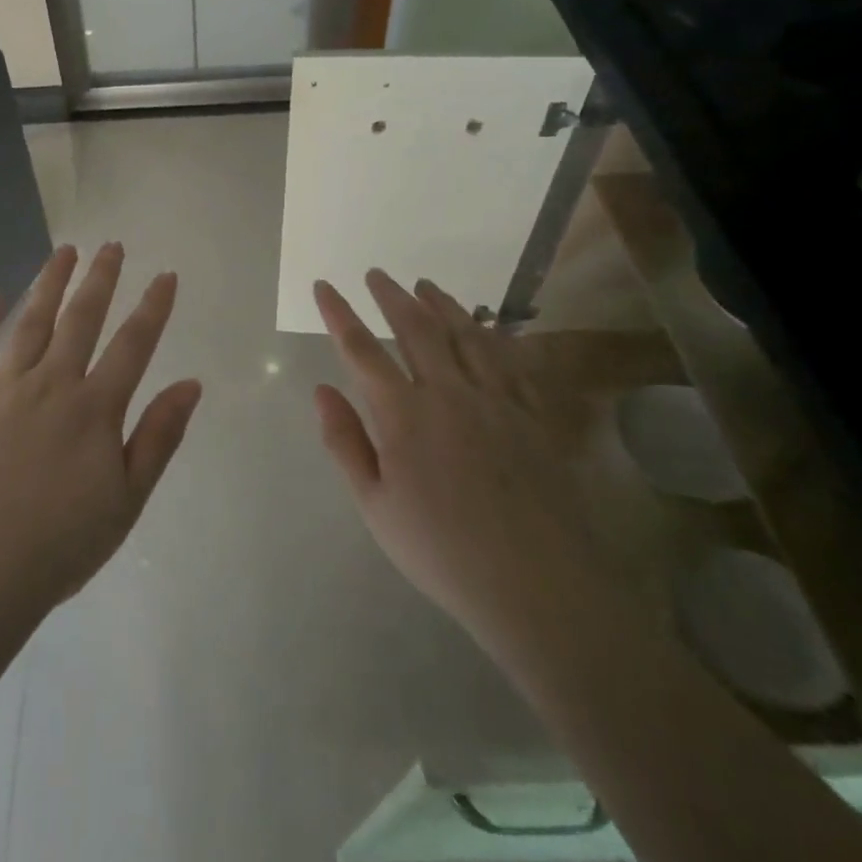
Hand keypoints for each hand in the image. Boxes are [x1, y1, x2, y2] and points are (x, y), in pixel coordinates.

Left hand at [0, 243, 202, 624]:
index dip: (153, 307)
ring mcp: (2, 390)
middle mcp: (50, 385)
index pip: (133, 345)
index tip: (166, 275)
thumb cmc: (60, 545)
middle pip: (80, 319)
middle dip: (100, 279)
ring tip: (64, 251)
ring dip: (49, 283)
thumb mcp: (127, 501)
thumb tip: (190, 384)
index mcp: (93, 409)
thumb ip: (158, 437)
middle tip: (112, 245)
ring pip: (29, 323)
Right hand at [313, 272, 605, 646]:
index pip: (361, 349)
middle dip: (391, 295)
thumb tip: (322, 389)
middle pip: (416, 328)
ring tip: (425, 285)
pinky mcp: (534, 416)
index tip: (324, 286)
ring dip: (441, 304)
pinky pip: (512, 360)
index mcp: (403, 413)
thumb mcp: (374, 505)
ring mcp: (497, 400)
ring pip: (466, 334)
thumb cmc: (441, 550)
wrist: (539, 587)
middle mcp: (449, 392)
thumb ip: (344, 441)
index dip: (339, 314)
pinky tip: (488, 327)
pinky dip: (494, 334)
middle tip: (376, 274)